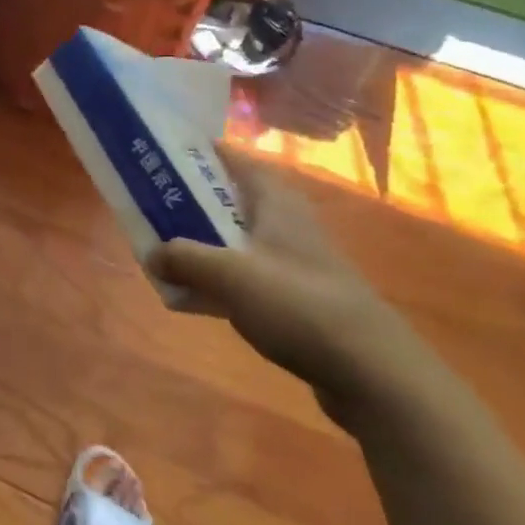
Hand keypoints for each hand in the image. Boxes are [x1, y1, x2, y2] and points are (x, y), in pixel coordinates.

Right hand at [148, 145, 437, 429]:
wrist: (373, 372)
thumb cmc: (298, 304)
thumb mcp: (230, 275)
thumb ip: (185, 258)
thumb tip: (151, 254)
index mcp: (276, 202)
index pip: (237, 160)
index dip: (202, 153)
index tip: (164, 155)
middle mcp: (288, 224)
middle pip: (233, 200)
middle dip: (193, 202)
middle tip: (152, 205)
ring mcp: (296, 263)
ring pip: (239, 241)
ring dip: (205, 244)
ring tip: (165, 252)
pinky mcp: (300, 300)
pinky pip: (249, 278)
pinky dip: (222, 281)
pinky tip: (197, 300)